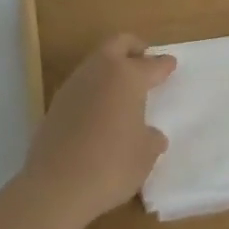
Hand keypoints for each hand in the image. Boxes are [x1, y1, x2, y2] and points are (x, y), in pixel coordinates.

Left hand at [22, 34, 175, 228]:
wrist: (56, 185)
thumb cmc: (111, 165)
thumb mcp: (145, 156)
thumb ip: (151, 139)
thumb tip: (152, 135)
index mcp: (127, 76)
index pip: (152, 64)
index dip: (164, 64)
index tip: (171, 63)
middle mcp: (100, 70)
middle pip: (119, 44)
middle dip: (134, 48)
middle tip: (145, 60)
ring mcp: (75, 83)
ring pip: (97, 60)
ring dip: (111, 67)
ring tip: (123, 88)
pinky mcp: (57, 101)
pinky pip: (83, 83)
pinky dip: (95, 87)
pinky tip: (100, 109)